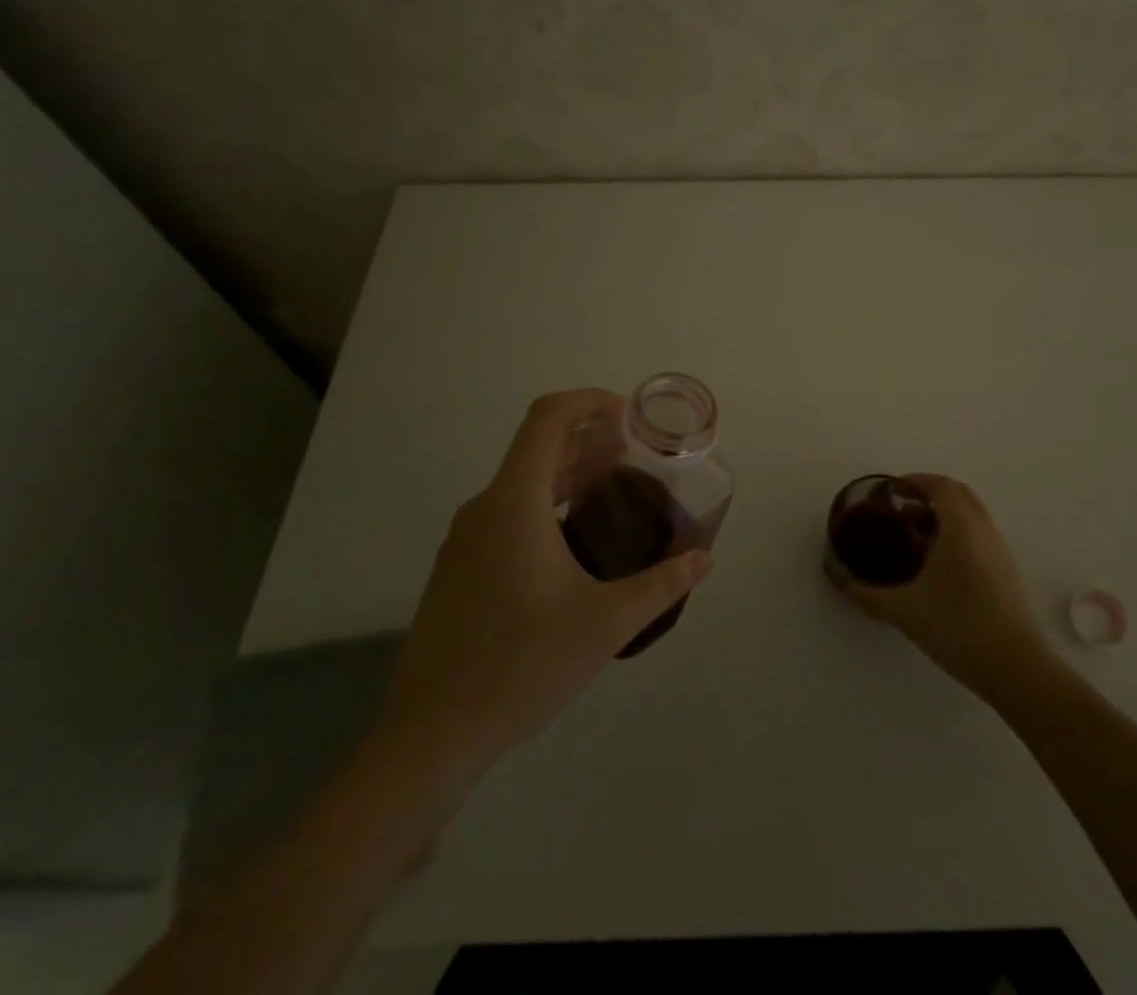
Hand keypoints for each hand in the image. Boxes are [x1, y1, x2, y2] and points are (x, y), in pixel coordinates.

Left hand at [375, 389, 712, 799]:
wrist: (433, 734)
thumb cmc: (522, 664)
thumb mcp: (606, 623)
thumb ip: (662, 584)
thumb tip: (704, 559)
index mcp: (515, 502)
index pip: (548, 417)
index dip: (589, 401)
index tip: (628, 415)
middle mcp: (485, 507)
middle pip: (537, 446)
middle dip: (588, 439)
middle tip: (634, 454)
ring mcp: (465, 539)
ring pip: (522, 481)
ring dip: (567, 472)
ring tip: (611, 489)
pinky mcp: (458, 567)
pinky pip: (506, 512)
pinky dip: (545, 503)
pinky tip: (573, 541)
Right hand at [830, 474, 1054, 703]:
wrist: (1014, 666)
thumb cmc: (956, 627)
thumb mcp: (904, 610)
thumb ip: (867, 594)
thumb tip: (839, 580)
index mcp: (960, 527)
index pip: (940, 486)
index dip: (914, 481)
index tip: (891, 492)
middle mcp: (982, 529)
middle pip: (958, 493)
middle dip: (929, 494)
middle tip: (901, 510)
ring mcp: (998, 549)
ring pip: (971, 514)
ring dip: (944, 514)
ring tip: (916, 537)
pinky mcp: (1006, 569)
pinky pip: (978, 533)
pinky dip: (957, 532)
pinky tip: (938, 563)